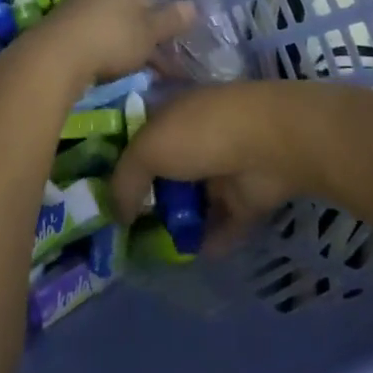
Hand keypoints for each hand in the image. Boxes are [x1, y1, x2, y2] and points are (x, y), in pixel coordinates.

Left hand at [19, 0, 193, 90]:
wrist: (58, 55)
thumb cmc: (112, 37)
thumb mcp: (150, 31)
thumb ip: (172, 19)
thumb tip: (192, 6)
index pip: (147, 0)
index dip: (160, 26)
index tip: (168, 51)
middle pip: (128, 14)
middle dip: (143, 39)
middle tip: (156, 67)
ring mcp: (75, 6)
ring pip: (110, 28)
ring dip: (124, 49)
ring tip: (135, 73)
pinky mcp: (60, 28)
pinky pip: (91, 39)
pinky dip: (103, 53)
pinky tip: (108, 71)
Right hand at [111, 83, 327, 256]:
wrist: (270, 144)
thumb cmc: (200, 134)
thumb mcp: (148, 150)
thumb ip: (125, 181)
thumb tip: (116, 214)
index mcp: (170, 115)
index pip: (139, 139)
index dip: (122, 165)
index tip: (102, 196)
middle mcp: (195, 138)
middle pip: (166, 171)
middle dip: (148, 199)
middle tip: (125, 232)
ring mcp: (223, 168)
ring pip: (194, 199)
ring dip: (179, 222)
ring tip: (153, 253)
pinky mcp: (248, 197)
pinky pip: (224, 223)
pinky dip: (210, 239)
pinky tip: (190, 258)